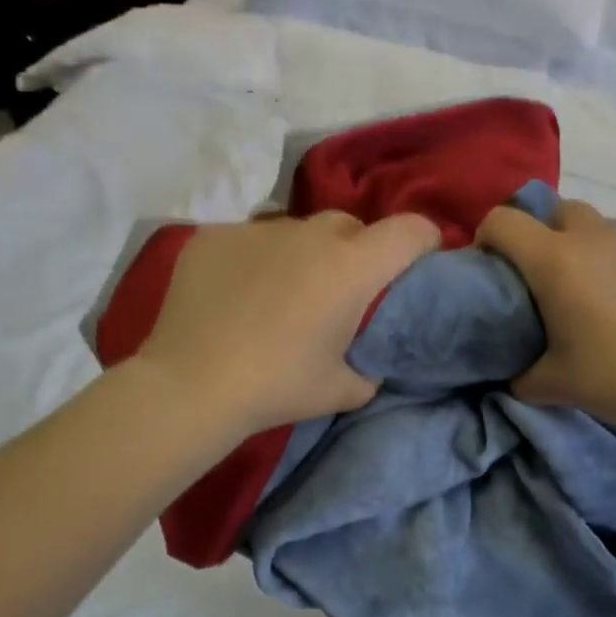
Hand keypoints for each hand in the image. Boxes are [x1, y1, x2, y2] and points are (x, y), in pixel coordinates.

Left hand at [136, 210, 440, 435]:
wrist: (191, 386)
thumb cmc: (277, 386)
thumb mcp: (344, 390)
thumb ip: (371, 367)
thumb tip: (369, 359)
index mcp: (352, 267)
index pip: (410, 230)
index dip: (424, 242)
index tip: (417, 263)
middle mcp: (311, 234)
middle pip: (351, 226)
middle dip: (357, 251)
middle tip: (341, 291)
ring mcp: (258, 229)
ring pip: (298, 230)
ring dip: (304, 254)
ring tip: (283, 292)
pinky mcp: (215, 235)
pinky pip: (250, 239)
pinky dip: (255, 260)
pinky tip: (236, 294)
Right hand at [478, 198, 615, 431]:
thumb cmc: (612, 378)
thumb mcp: (551, 383)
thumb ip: (521, 374)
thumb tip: (515, 376)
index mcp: (554, 260)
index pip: (504, 221)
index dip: (488, 235)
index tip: (492, 262)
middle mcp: (595, 237)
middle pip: (558, 210)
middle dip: (544, 232)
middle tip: (547, 275)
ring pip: (602, 226)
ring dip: (589, 246)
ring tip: (597, 287)